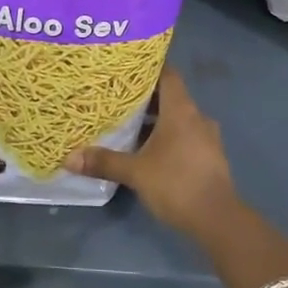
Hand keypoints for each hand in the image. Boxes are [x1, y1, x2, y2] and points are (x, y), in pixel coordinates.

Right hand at [64, 69, 238, 237]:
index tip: (127, 67)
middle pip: (170, 96)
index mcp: (181, 110)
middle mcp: (196, 117)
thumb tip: (69, 158)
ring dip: (157, 120)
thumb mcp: (135, 172)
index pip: (168, 74)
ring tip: (129, 124)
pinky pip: (186, 136)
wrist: (218, 220)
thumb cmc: (176, 184)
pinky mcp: (209, 156)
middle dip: (146, 97)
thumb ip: (104, 161)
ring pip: (178, 118)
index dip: (149, 67)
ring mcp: (207, 137)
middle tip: (118, 97)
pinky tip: (149, 150)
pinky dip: (168, 137)